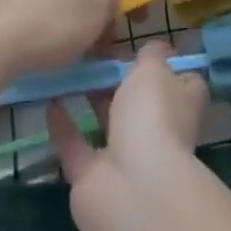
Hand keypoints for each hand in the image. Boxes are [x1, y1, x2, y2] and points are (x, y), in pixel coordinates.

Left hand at [0, 0, 130, 81]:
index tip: (141, 20)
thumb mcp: (93, 20)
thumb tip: (107, 0)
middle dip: (105, 12)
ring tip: (87, 51)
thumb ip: (110, 7)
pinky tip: (58, 49)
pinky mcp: (10, 0)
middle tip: (111, 42)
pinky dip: (60, 25)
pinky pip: (46, 9)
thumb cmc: (50, 28)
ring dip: (83, 22)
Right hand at [47, 41, 207, 210]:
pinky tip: (48, 100)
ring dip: (91, 97)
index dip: (163, 61)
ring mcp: (126, 155)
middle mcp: (158, 129)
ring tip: (68, 67)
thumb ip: (151, 53)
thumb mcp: (154, 67)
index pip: (181, 78)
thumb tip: (157, 48)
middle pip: (140, 98)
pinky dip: (63, 124)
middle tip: (91, 48)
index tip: (138, 42)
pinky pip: (76, 144)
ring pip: (108, 120)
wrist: (132, 188)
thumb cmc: (152, 115)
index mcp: (181, 103)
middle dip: (119, 77)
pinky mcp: (93, 176)